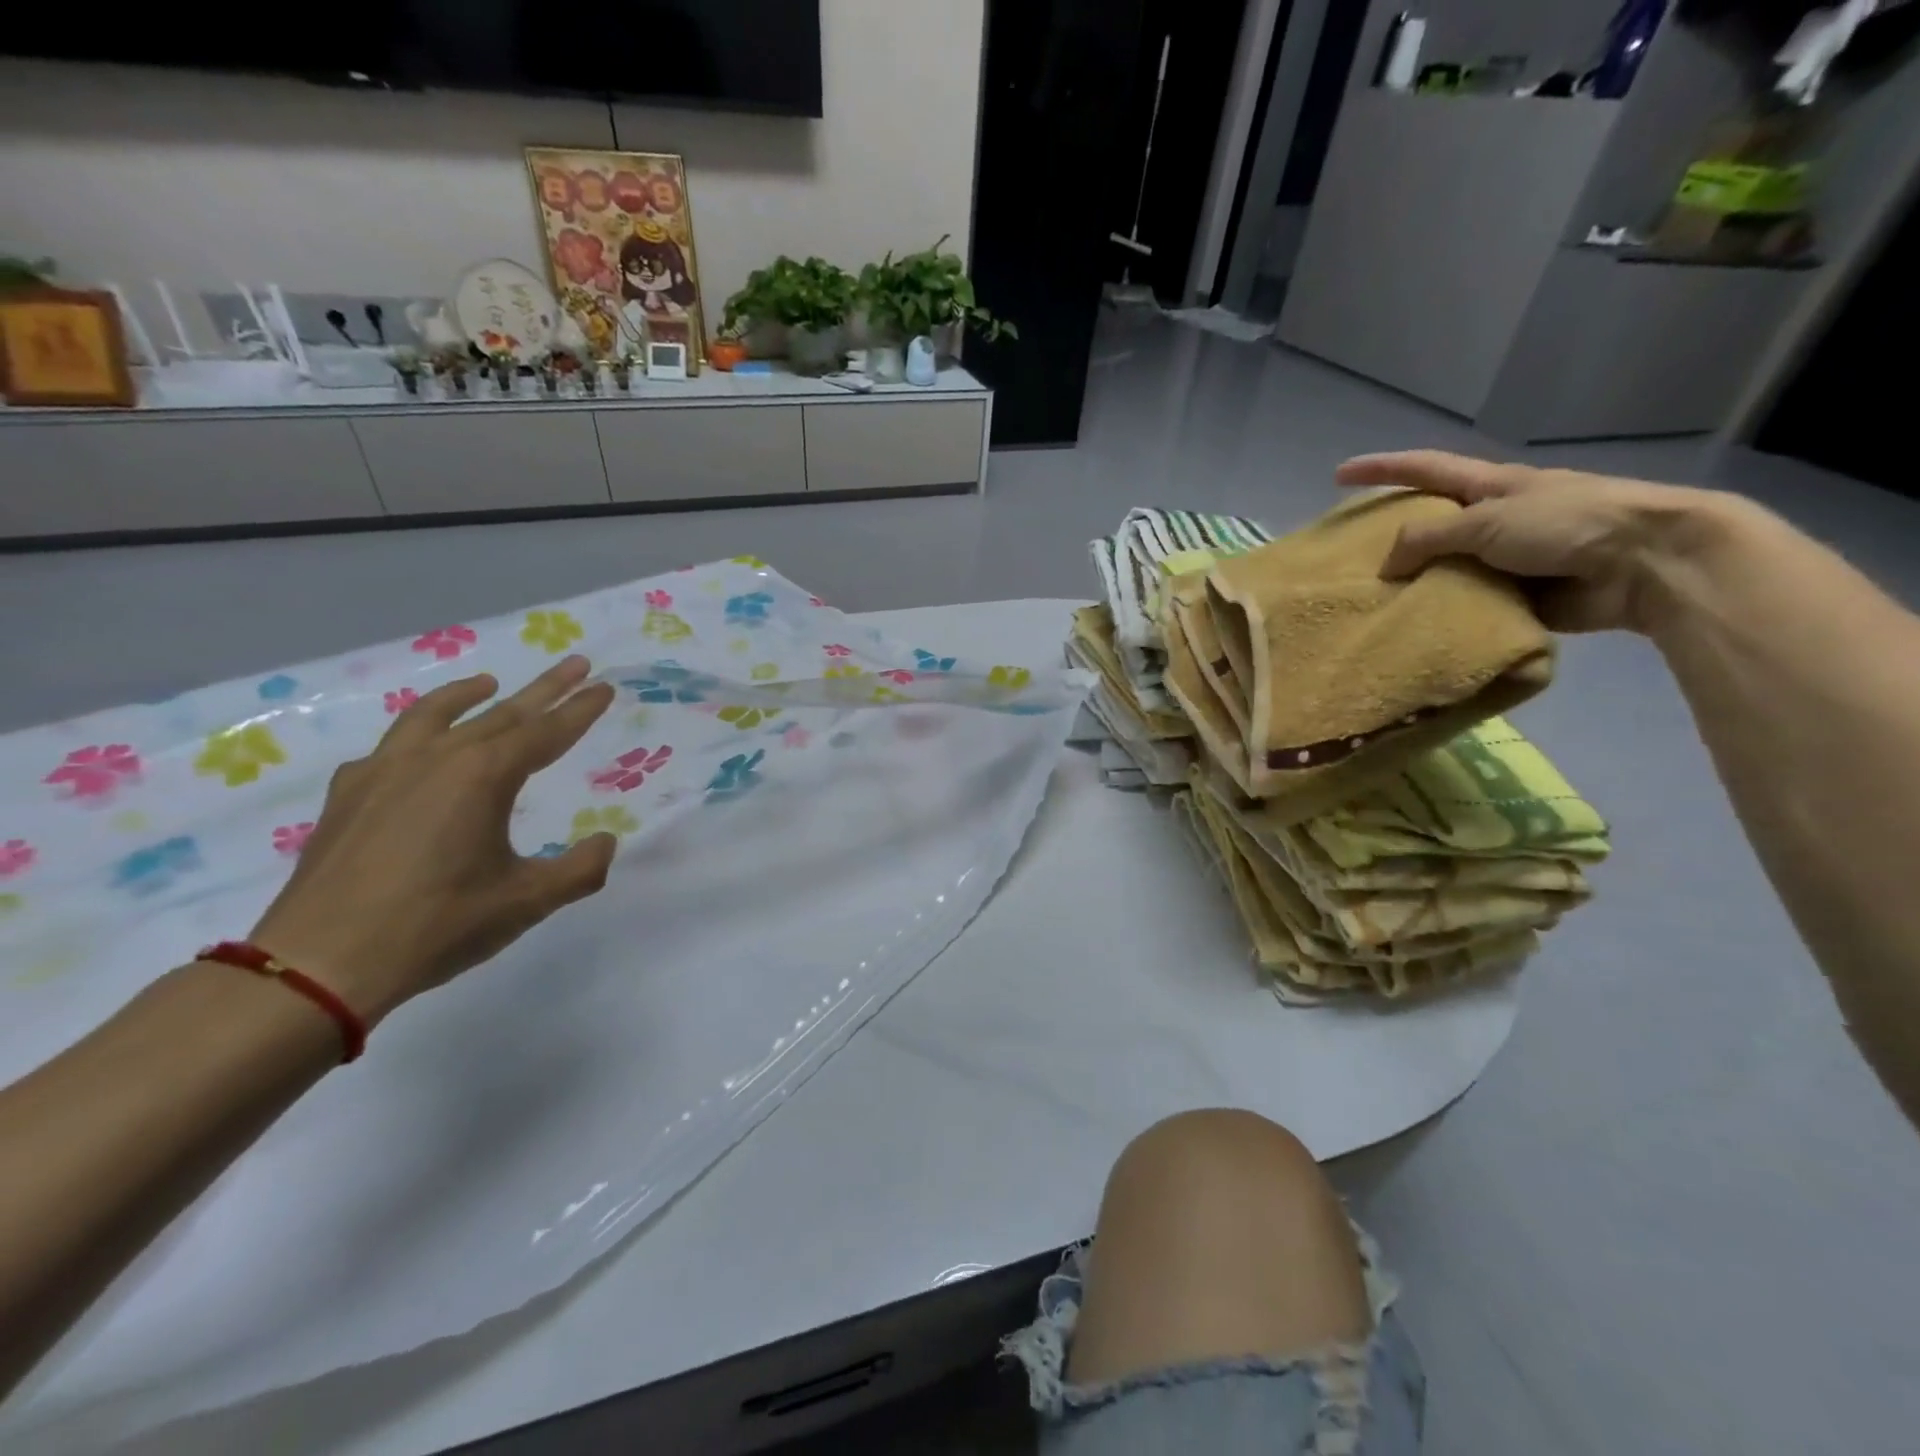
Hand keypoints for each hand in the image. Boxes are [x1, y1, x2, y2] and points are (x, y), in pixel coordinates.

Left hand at [246, 656, 617, 1026]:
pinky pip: (391, 747)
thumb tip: (606, 842)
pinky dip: (417, 734)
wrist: (318, 964)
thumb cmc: (437, 926)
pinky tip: (420, 750)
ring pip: (435, 716)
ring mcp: (384, 772)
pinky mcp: (349, 795)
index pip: (546, 732)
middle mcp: (436, 759)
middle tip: (574, 663)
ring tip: (488, 682)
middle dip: (544, 689)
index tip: (604, 687)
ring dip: (468, 695)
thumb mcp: (527, 901)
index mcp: (483, 776)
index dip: (580, 710)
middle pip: (501, 713)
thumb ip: (580, 868)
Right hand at [1335, 450, 1735, 634]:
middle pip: (1429, 524)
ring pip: (1443, 569)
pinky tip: (1412, 629)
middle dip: (1391, 538)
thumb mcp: (1489, 521)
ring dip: (1413, 585)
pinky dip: (1441, 615)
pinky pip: (1465, 604)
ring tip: (1373, 603)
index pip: (1423, 469)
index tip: (1338, 475)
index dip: (1380, 469)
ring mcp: (1505, 559)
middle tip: (1351, 560)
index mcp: (1489, 487)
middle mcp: (1493, 519)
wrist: (1645, 563)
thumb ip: (1429, 538)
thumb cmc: (1568, 524)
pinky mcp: (1516, 595)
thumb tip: (1386, 566)